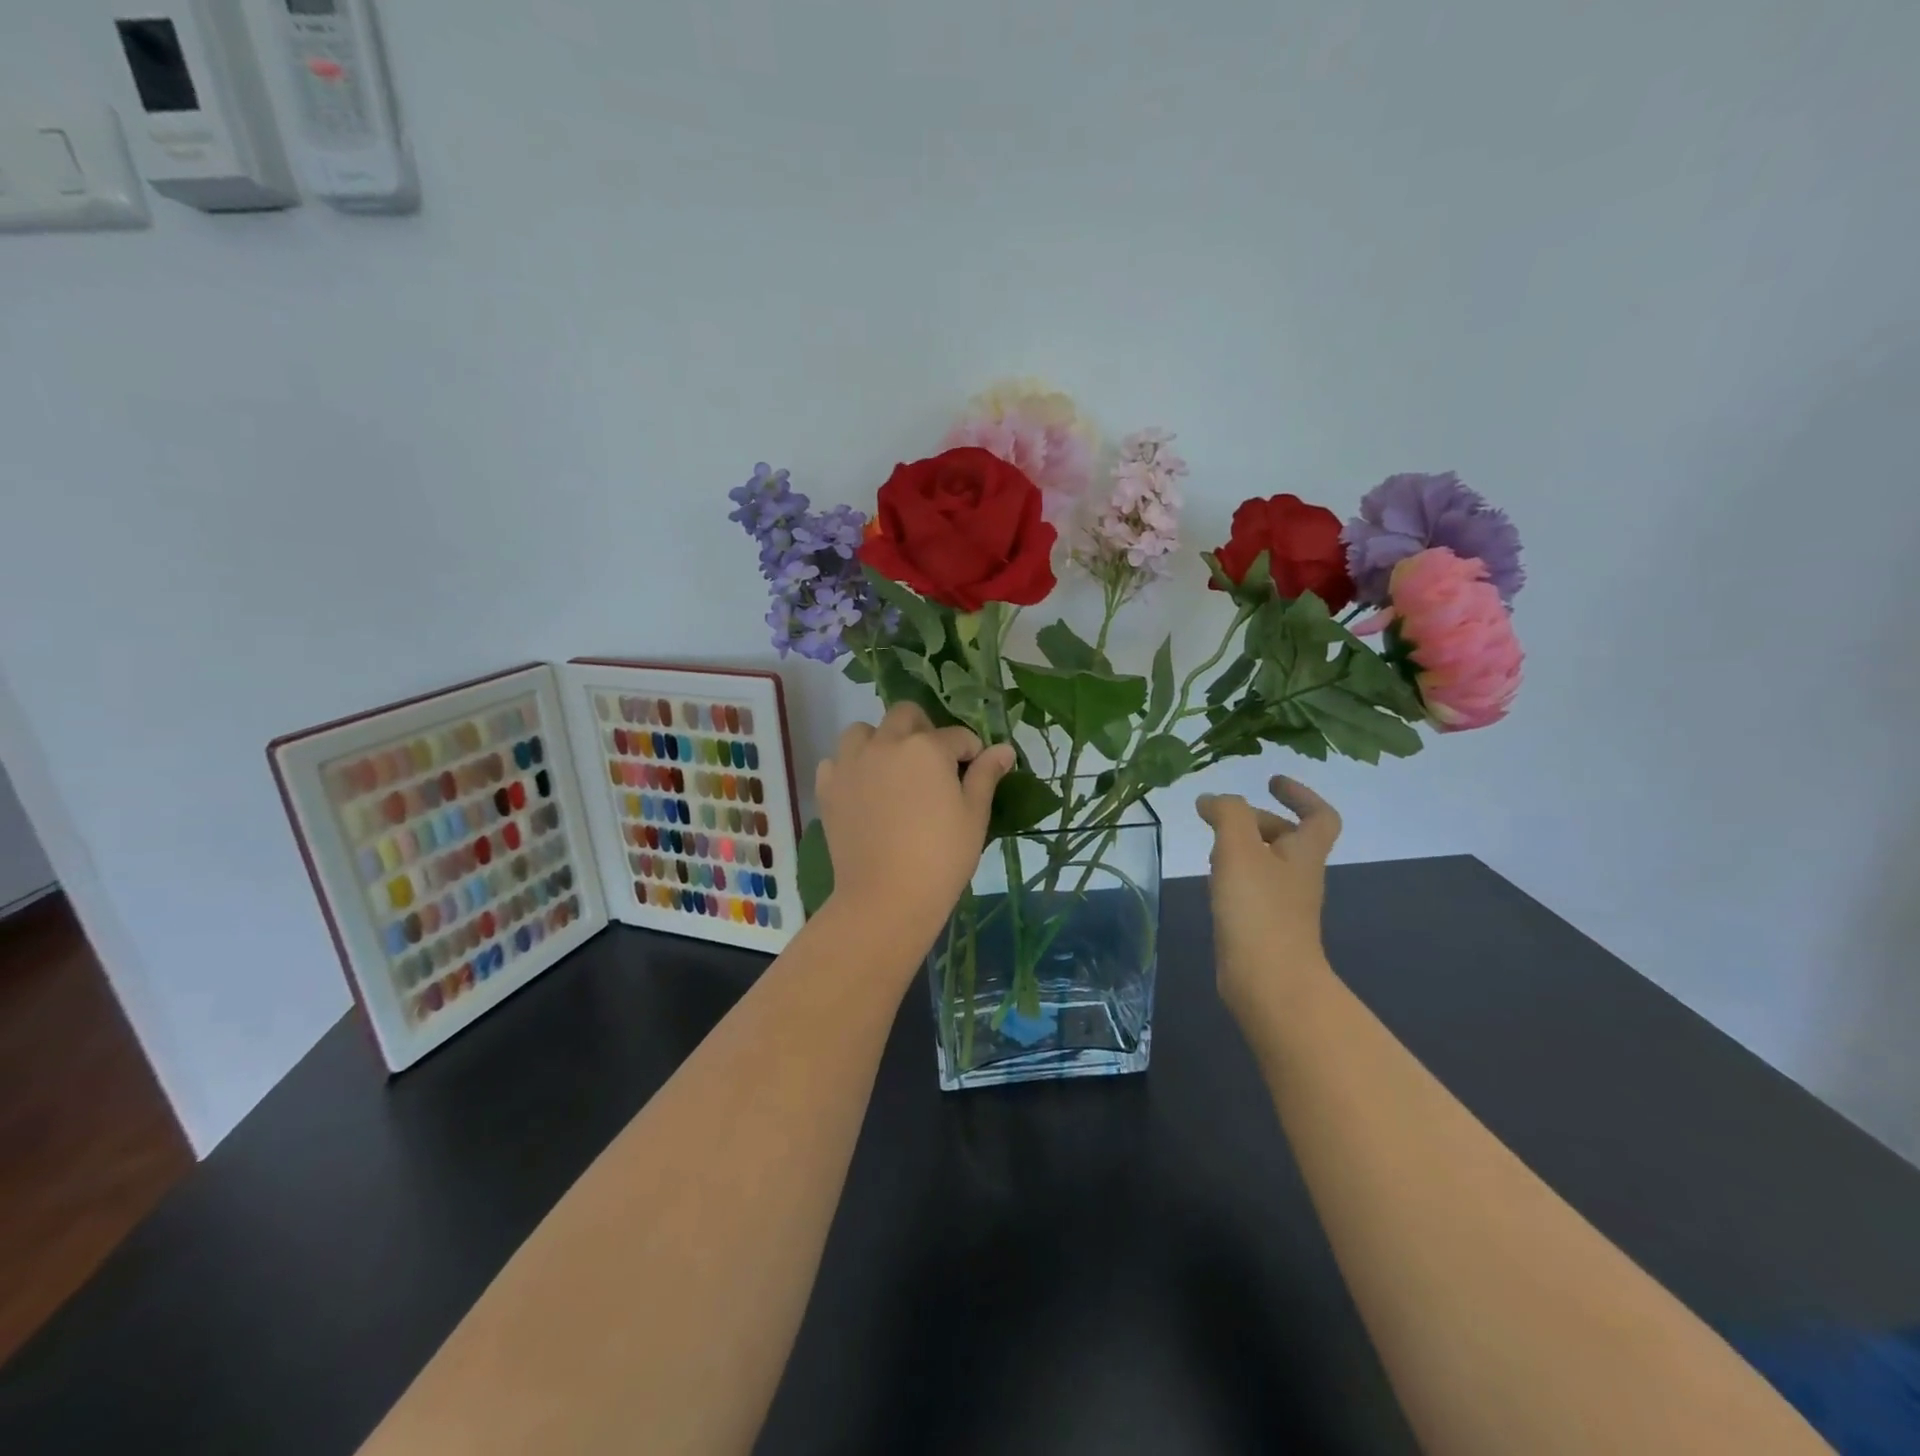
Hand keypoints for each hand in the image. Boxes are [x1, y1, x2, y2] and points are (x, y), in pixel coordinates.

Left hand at [815, 703, 1014, 950]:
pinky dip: (849, 767)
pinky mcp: (828, 787)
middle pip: (905, 715)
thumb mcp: (974, 815)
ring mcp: (851, 763)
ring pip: (863, 731)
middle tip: (933, 764)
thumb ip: (986, 775)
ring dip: (880, 740)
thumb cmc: (941, 857)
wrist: (886, 897)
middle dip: (923, 730)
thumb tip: (1004, 749)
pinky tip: (863, 789)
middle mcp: (885, 743)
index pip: (957, 736)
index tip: (974, 772)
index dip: (971, 752)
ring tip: (892, 770)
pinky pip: (836, 761)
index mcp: (926, 747)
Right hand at [1196, 776, 1342, 1013]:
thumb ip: (1228, 814)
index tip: (1270, 781)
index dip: (1300, 794)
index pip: (1319, 816)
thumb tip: (1211, 800)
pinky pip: (1252, 889)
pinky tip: (1212, 883)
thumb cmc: (1258, 910)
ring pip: (1266, 863)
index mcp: (1304, 854)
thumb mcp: (1239, 848)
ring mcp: (1283, 905)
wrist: (1268, 982)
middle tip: (1222, 816)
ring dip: (1241, 848)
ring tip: (1211, 847)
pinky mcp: (1264, 927)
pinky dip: (1233, 876)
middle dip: (1256, 820)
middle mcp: (1298, 877)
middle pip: (1288, 838)